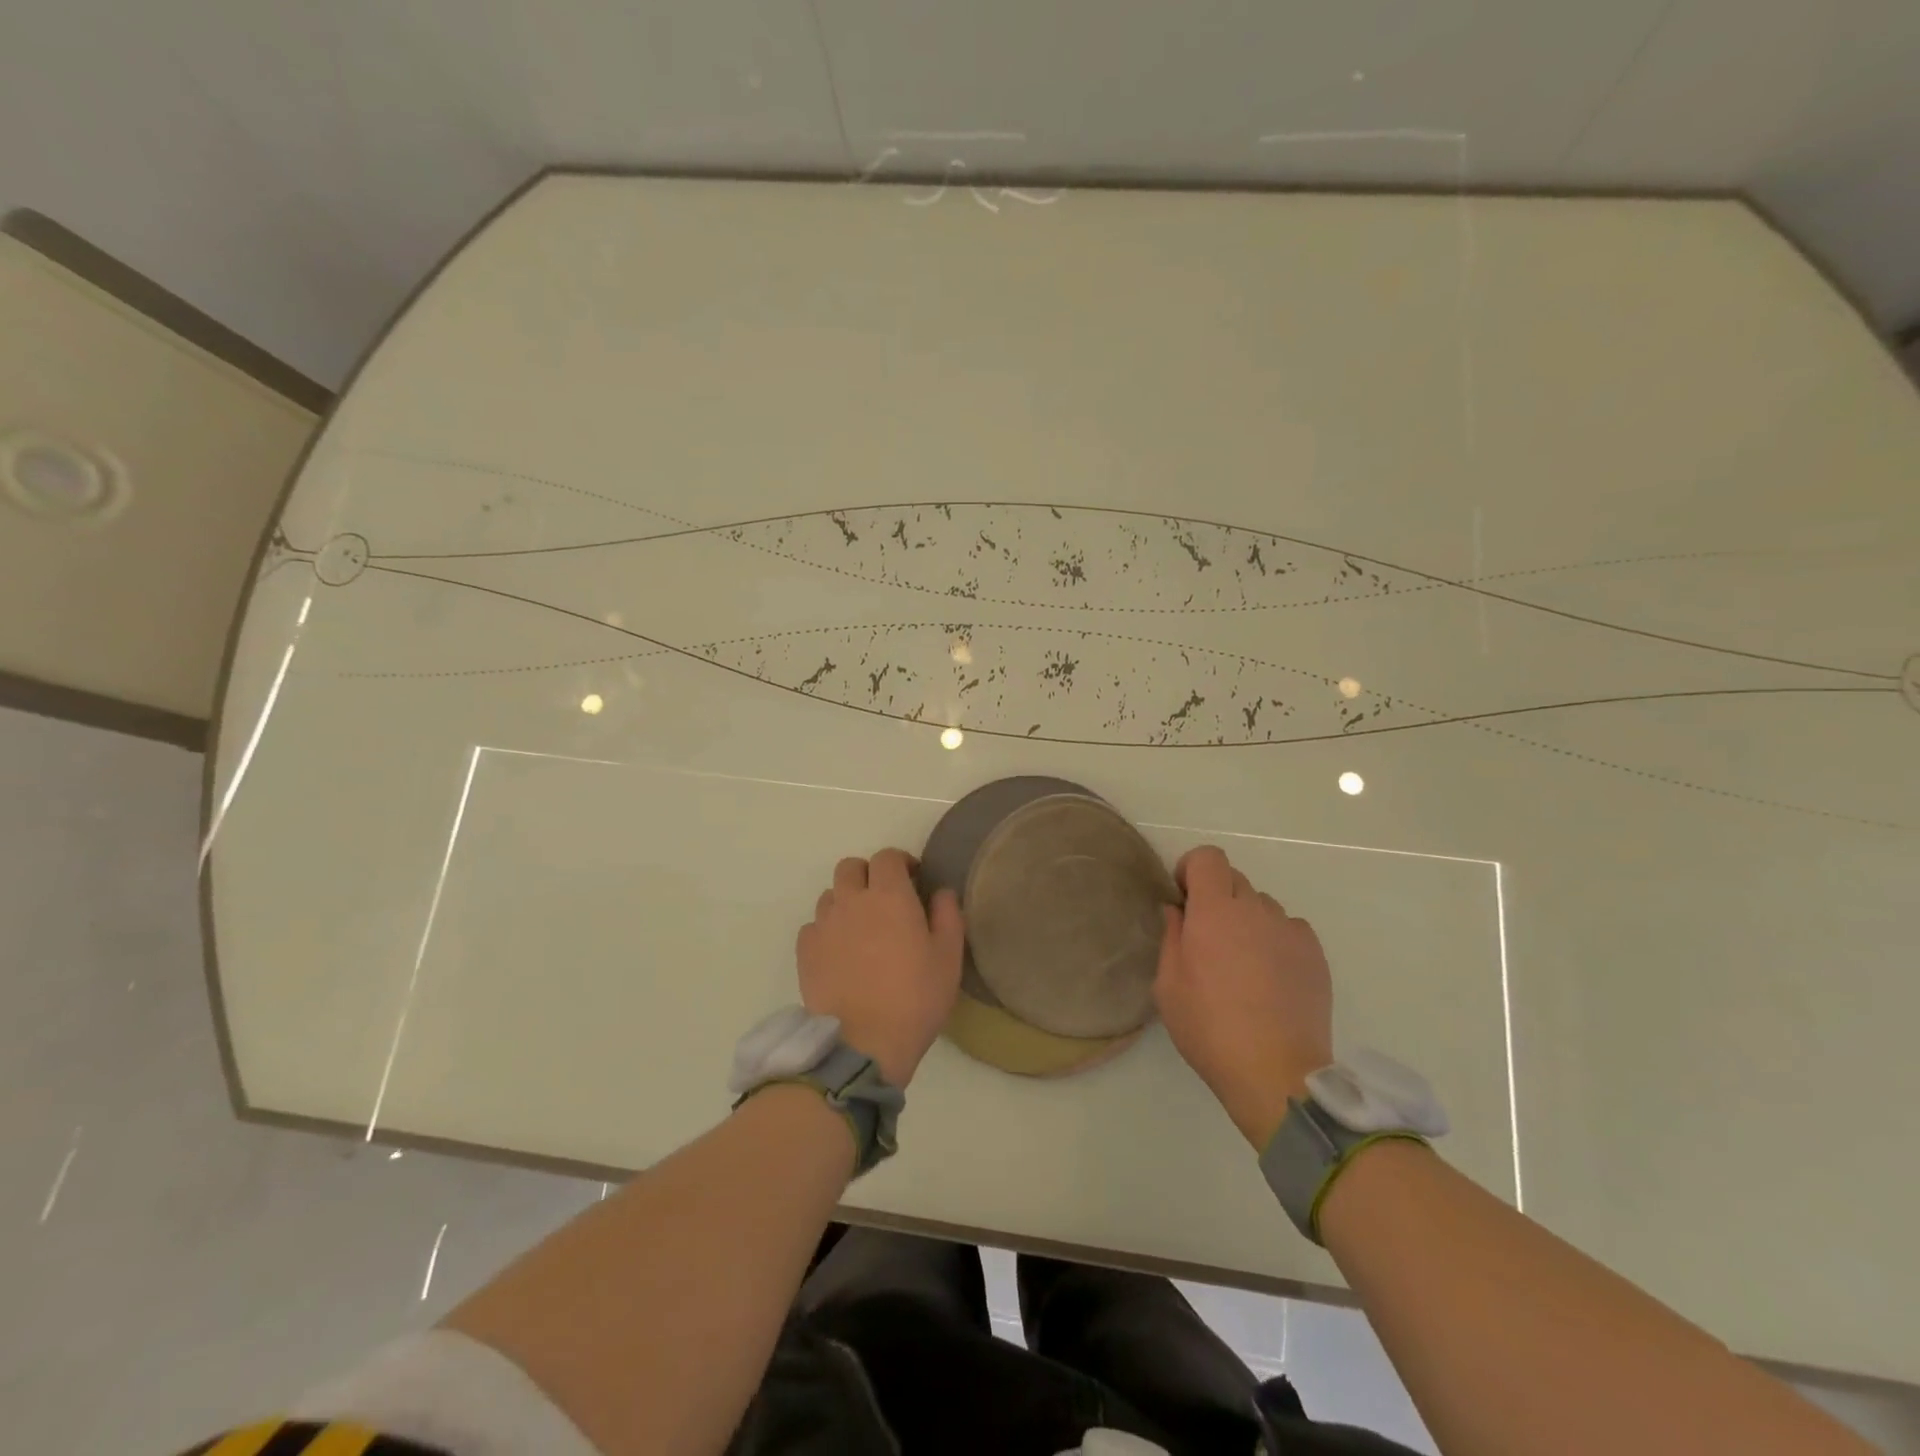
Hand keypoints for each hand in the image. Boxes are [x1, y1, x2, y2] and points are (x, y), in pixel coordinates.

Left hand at [796, 849, 963, 1087]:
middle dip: (868, 875)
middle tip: (884, 899)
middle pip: (850, 867)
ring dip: (846, 901)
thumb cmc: (915, 998)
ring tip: (861, 928)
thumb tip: (941, 892)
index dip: (900, 862)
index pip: (887, 857)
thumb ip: (948, 915)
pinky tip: (840, 953)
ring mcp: (823, 925)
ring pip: (830, 895)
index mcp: (889, 895)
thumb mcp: (948, 958)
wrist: (863, 1044)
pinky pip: (813, 926)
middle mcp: (851, 900)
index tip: (913, 879)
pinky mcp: (805, 951)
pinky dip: (826, 930)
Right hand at [1154, 845, 1333, 1149]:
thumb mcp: (1168, 985)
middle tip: (1208, 938)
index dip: (1193, 870)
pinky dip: (1275, 941)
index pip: (1208, 858)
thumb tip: (1177, 910)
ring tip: (1243, 964)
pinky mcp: (1315, 955)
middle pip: (1234, 879)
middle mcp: (1255, 910)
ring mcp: (1290, 931)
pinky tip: (1270, 978)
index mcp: (1214, 912)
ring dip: (1247, 920)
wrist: (1276, 1073)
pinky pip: (1289, 930)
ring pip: (1262, 906)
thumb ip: (1171, 937)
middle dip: (1217, 897)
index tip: (1185, 900)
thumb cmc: (1209, 1028)